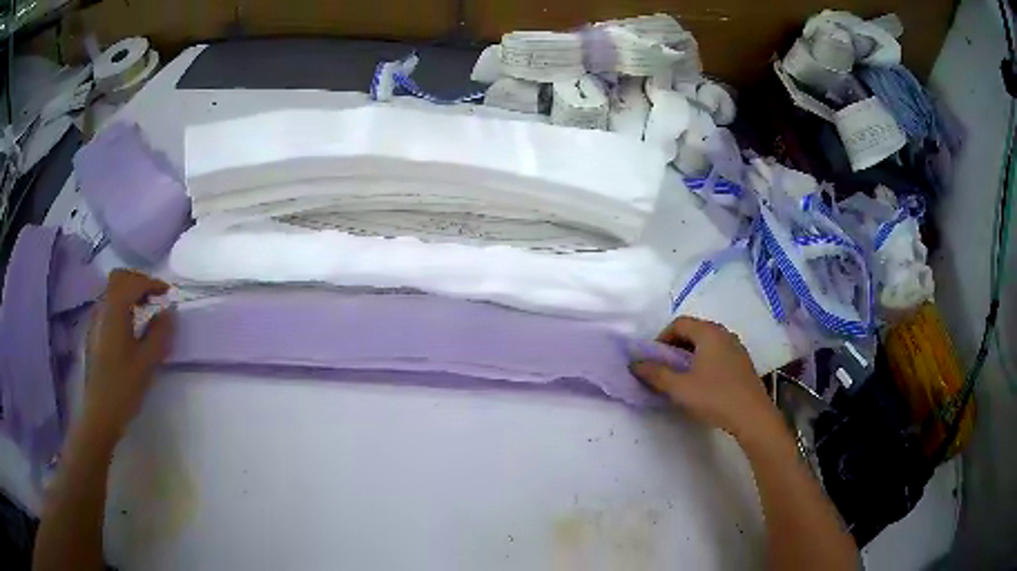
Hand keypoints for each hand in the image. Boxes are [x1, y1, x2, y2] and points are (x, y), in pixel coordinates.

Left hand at [82, 269, 173, 438]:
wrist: (100, 413)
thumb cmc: (123, 387)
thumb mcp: (147, 362)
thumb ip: (159, 333)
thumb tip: (168, 311)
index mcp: (115, 311)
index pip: (134, 282)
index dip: (152, 283)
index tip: (168, 293)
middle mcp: (102, 308)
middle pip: (119, 279)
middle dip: (138, 282)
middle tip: (154, 297)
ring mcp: (95, 321)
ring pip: (112, 292)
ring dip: (129, 293)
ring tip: (144, 311)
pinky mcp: (93, 334)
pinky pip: (108, 306)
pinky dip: (121, 306)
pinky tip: (130, 327)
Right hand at [631, 317, 778, 440]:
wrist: (752, 416)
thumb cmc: (714, 397)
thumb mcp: (679, 388)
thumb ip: (655, 374)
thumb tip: (634, 364)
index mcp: (709, 332)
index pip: (679, 323)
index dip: (661, 338)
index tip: (653, 359)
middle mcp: (724, 333)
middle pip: (694, 331)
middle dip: (675, 346)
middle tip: (664, 368)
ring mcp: (737, 347)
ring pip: (707, 343)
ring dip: (690, 355)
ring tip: (681, 377)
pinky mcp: (743, 363)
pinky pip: (718, 353)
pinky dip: (705, 361)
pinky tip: (702, 383)